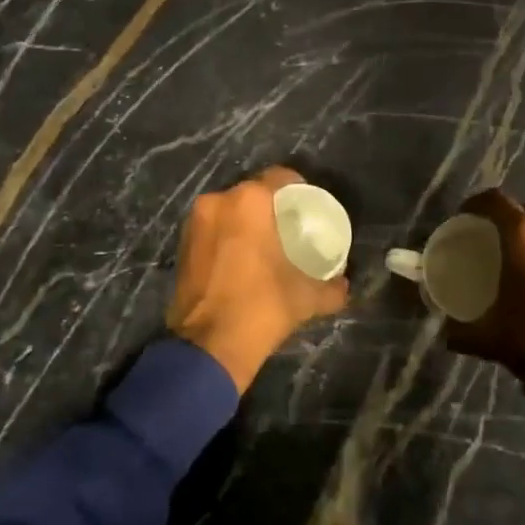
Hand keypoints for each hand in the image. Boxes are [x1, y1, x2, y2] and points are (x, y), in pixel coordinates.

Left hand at [168, 167, 348, 391]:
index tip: (309, 207)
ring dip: (246, 221)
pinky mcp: (181, 245)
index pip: (280, 177)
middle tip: (289, 225)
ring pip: (229, 210)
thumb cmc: (262, 307)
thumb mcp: (308, 297)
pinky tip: (242, 258)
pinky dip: (227, 237)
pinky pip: (212, 229)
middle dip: (270, 205)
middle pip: (252, 192)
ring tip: (265, 242)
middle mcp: (218, 201)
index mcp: (249, 201)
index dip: (298, 189)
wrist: (209, 346)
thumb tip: (344, 285)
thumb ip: (332, 287)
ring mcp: (195, 223)